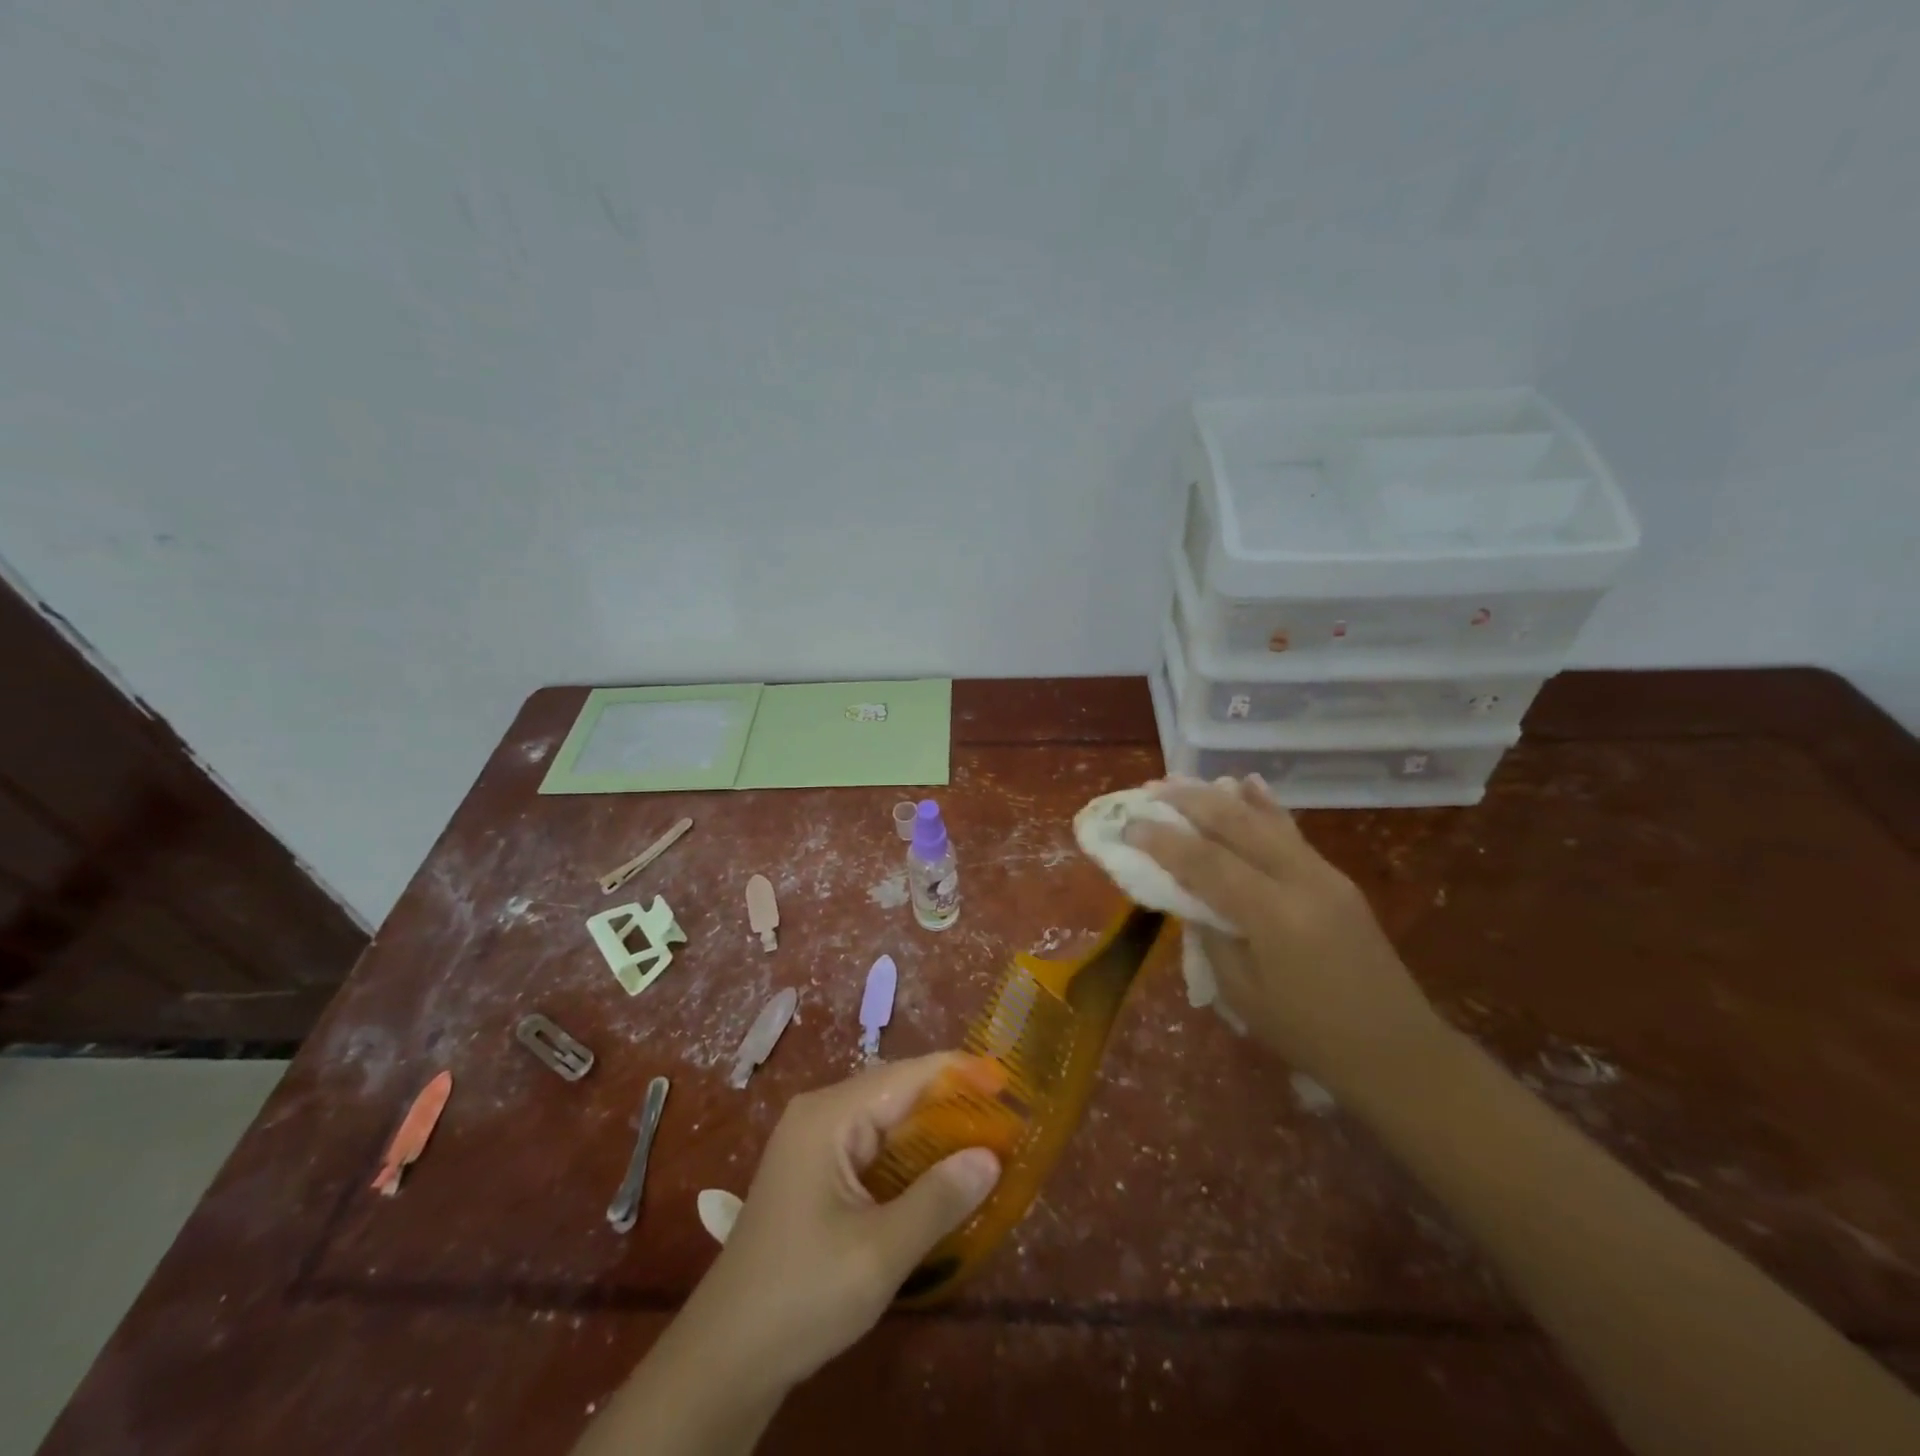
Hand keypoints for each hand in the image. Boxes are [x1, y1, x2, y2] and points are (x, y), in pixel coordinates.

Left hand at [676, 1054, 1001, 1394]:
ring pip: (887, 1123)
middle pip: (898, 1094)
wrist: (724, 1359)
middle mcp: (821, 1115)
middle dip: (951, 1106)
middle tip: (1006, 1122)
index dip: (960, 1074)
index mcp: (830, 1116)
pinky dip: (910, 1159)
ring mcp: (814, 1144)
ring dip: (933, 1135)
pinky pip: (873, 1150)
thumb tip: (991, 1156)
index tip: (1009, 1082)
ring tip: (986, 1146)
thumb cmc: (801, 1296)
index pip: (907, 1076)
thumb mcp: (879, 1253)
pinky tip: (940, 1180)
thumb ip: (938, 1199)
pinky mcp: (815, 1174)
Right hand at [1127, 776, 1445, 1100]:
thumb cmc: (1309, 1033)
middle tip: (1150, 789)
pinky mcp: (1335, 878)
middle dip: (1189, 802)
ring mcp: (1323, 874)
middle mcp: (1300, 880)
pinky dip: (1263, 805)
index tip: (1128, 825)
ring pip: (1264, 819)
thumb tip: (1189, 895)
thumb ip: (1211, 935)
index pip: (1206, 863)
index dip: (1162, 841)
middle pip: (1236, 824)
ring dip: (1220, 796)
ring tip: (1182, 779)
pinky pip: (1290, 831)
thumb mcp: (1242, 993)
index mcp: (1274, 915)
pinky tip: (1247, 783)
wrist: (1397, 1050)